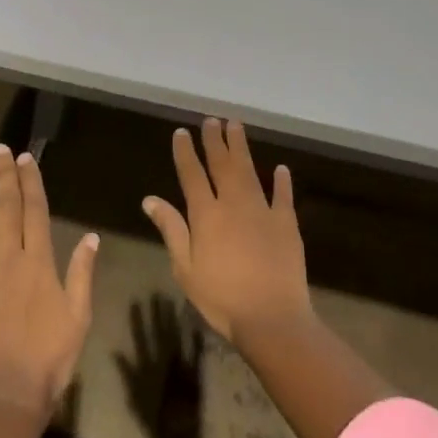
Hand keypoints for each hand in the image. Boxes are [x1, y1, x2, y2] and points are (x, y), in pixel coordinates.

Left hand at [0, 143, 99, 420]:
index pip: (35, 211)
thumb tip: (91, 237)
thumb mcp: (79, 317)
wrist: (6, 393)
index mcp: (39, 262)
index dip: (30, 182)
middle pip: (6, 209)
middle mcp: (8, 258)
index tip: (25, 159)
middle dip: (3, 177)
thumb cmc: (49, 357)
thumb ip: (82, 274)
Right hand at [142, 120, 312, 348]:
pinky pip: (283, 196)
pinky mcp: (287, 224)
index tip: (182, 132)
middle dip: (215, 140)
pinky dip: (281, 181)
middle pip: (222, 165)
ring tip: (236, 125)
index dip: (185, 152)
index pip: (192, 174)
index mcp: (206, 215)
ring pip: (250, 171)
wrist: (272, 318)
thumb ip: (171, 229)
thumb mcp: (185, 268)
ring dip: (241, 148)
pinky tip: (280, 169)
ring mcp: (263, 211)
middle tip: (211, 119)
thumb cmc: (221, 298)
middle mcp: (233, 204)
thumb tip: (150, 199)